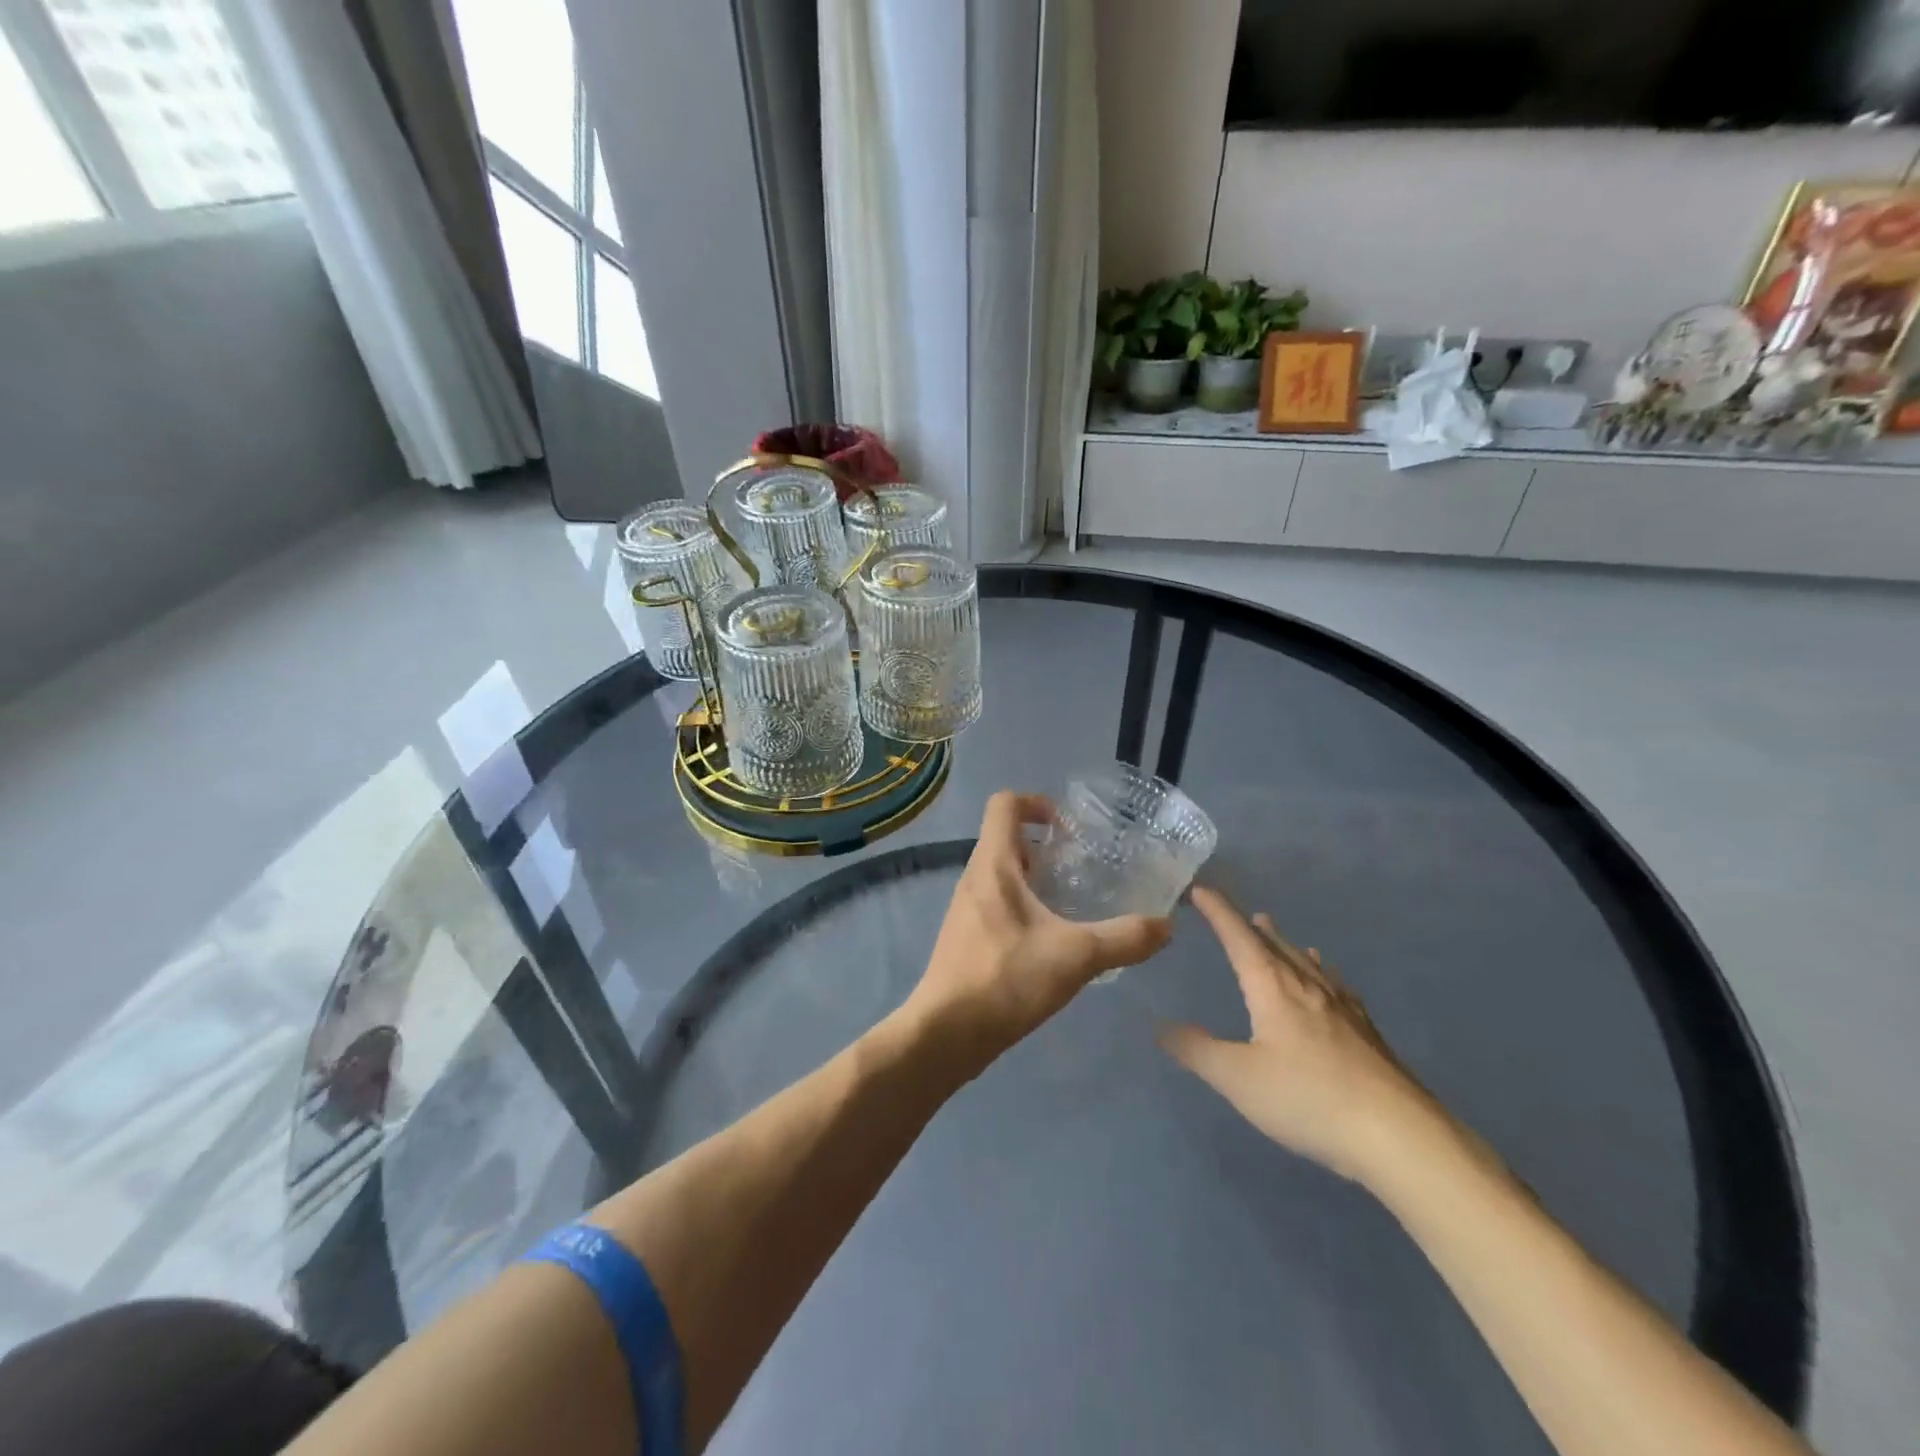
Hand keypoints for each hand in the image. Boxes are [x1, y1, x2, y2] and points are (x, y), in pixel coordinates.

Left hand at [902, 791, 1171, 1067]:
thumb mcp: (1075, 956)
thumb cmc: (1005, 980)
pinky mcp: (968, 938)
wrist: (945, 1035)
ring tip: (1074, 901)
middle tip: (1083, 865)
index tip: (1070, 828)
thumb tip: (1167, 925)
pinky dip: (1026, 907)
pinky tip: (1053, 940)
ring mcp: (967, 909)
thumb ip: (1124, 938)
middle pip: (1006, 838)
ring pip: (1003, 874)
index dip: (1036, 802)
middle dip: (1045, 845)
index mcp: (992, 865)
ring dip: (1036, 878)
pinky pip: (998, 904)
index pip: (1004, 804)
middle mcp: (974, 878)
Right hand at [1160, 887, 1432, 1182]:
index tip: (1200, 889)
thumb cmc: (1308, 1098)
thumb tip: (1161, 1026)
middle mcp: (1307, 986)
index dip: (1218, 911)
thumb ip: (1197, 1050)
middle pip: (1275, 945)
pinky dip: (1321, 973)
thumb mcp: (1238, 1078)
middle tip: (1238, 912)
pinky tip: (1331, 984)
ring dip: (1285, 945)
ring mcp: (1343, 1008)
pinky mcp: (1367, 1033)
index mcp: (1272, 986)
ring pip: (1307, 963)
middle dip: (1251, 927)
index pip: (1238, 937)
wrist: (1400, 1136)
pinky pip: (1335, 986)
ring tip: (1275, 933)